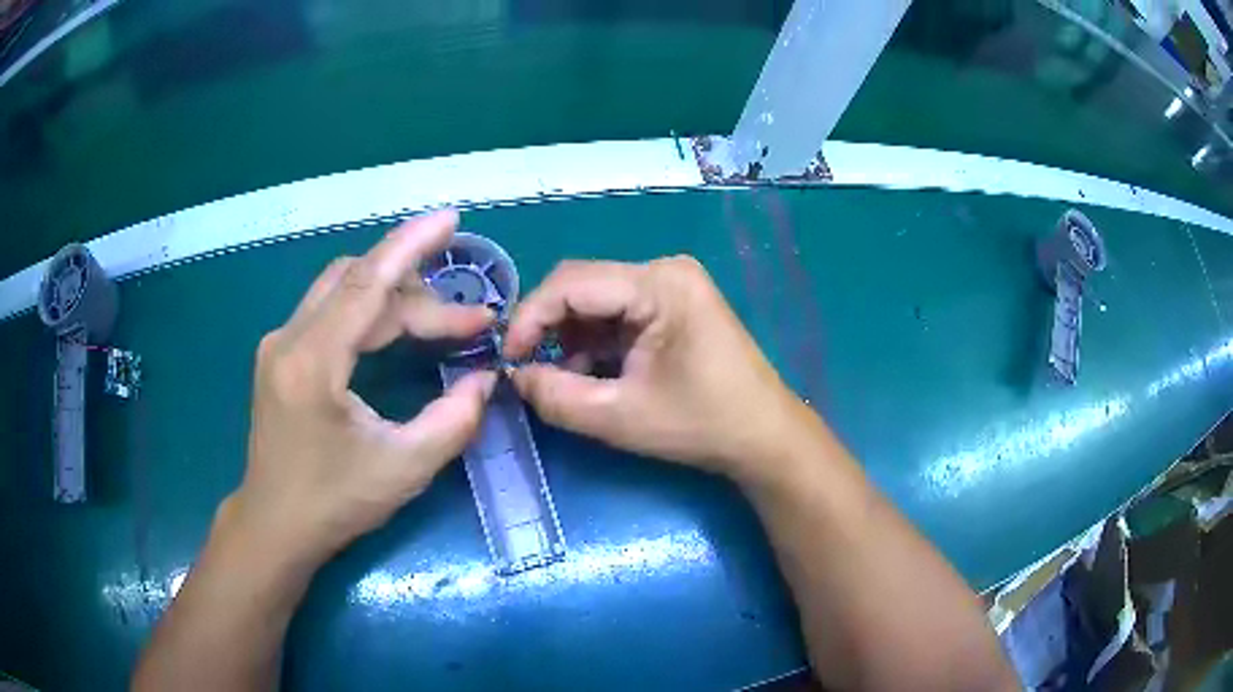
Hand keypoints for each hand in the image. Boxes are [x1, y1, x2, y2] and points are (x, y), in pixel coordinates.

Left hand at [228, 210, 496, 566]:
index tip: (452, 220)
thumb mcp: (404, 468)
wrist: (275, 524)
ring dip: (394, 296)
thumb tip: (485, 379)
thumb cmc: (334, 503)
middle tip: (470, 322)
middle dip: (419, 292)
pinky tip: (395, 329)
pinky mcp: (281, 354)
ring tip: (440, 322)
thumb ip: (453, 420)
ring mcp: (280, 344)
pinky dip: (369, 309)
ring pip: (342, 290)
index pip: (366, 283)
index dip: (411, 245)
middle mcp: (288, 339)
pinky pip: (329, 310)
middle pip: (359, 283)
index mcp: (312, 363)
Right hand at [503, 256, 806, 484]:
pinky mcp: (674, 304)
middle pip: (583, 286)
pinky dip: (596, 342)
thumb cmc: (701, 425)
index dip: (530, 318)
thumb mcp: (620, 417)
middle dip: (550, 328)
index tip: (507, 359)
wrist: (764, 436)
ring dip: (572, 338)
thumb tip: (514, 377)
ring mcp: (672, 285)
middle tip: (528, 370)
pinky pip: (618, 312)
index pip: (572, 282)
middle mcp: (665, 270)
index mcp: (660, 283)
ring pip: (597, 300)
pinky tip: (593, 374)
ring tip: (566, 381)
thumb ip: (556, 397)